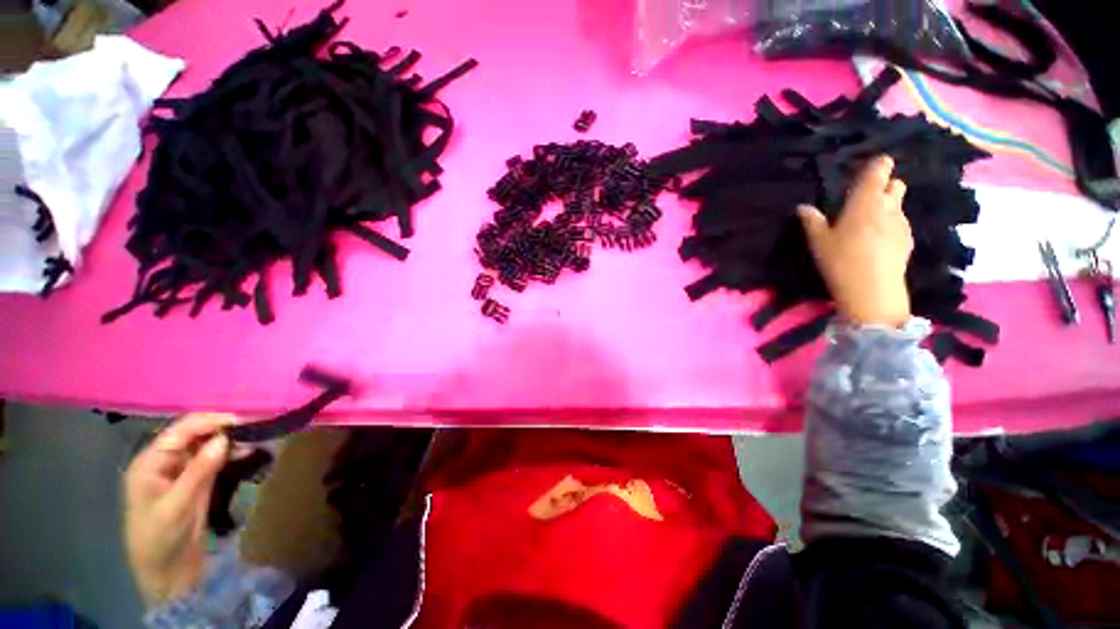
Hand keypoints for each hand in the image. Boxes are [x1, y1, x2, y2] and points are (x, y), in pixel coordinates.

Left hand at [124, 413, 236, 605]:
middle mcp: (164, 461)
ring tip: (255, 439)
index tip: (243, 419)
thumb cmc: (161, 538)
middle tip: (255, 426)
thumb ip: (199, 470)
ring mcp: (180, 471)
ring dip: (229, 440)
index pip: (181, 430)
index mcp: (150, 462)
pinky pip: (213, 459)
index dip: (211, 421)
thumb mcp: (178, 506)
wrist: (167, 574)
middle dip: (223, 428)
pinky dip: (229, 453)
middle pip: (194, 434)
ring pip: (206, 445)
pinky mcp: (195, 482)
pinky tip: (246, 452)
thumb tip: (224, 438)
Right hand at [797, 155, 912, 327]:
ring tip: (869, 225)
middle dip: (884, 186)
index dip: (877, 166)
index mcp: (865, 201)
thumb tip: (803, 207)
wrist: (872, 290)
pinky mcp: (908, 240)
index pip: (880, 170)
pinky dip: (890, 226)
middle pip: (896, 185)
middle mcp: (889, 206)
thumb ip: (812, 221)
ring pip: (898, 205)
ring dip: (887, 208)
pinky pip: (900, 224)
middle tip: (865, 201)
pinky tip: (877, 243)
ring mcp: (902, 223)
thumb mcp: (819, 241)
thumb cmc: (841, 260)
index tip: (867, 170)